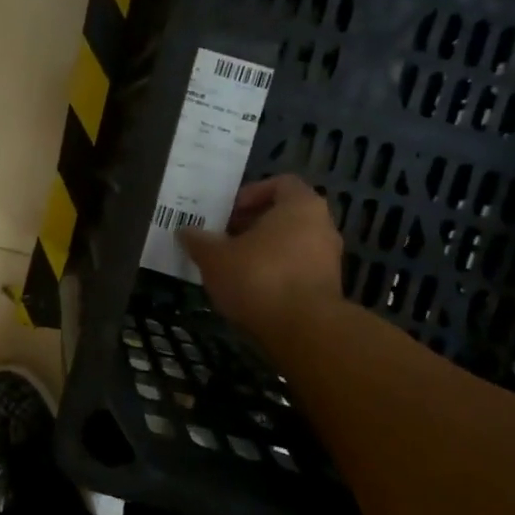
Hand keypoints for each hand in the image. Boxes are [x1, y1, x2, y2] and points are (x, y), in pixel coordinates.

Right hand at [179, 176, 343, 338]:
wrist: (304, 330)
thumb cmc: (259, 278)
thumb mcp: (215, 257)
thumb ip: (199, 240)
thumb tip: (185, 231)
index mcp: (301, 206)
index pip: (280, 183)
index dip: (251, 194)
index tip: (228, 213)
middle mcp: (322, 226)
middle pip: (285, 215)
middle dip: (253, 225)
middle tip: (224, 239)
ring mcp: (329, 259)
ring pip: (291, 244)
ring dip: (263, 251)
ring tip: (233, 267)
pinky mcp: (328, 288)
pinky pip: (297, 270)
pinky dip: (276, 274)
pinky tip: (251, 290)